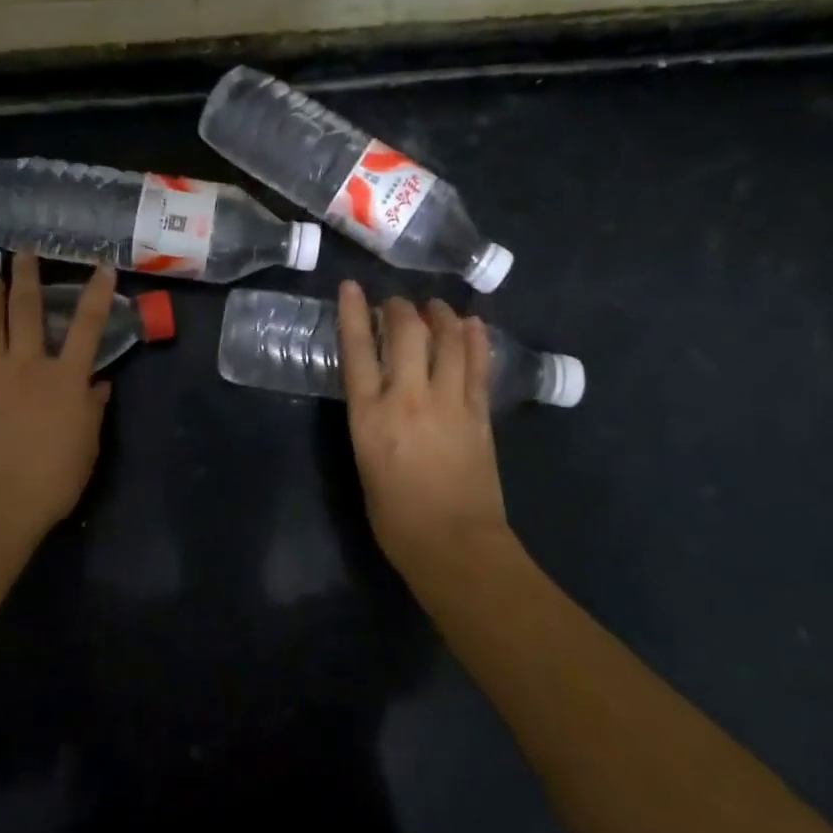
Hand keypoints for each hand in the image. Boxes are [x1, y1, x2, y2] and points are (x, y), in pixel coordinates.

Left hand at [0, 252, 115, 540]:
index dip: (98, 293)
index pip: (88, 325)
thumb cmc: (52, 478)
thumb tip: (99, 384)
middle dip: (27, 275)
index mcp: (65, 377)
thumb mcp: (88, 444)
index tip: (102, 266)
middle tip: (24, 251)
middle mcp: (27, 363)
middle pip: (27, 309)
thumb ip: (93, 408)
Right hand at [337, 280, 509, 570]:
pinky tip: (470, 325)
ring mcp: (448, 402)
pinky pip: (477, 365)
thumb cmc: (395, 516)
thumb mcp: (364, 460)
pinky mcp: (479, 413)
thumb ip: (371, 418)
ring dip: (440, 316)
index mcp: (370, 414)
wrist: (454, 545)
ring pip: (446, 340)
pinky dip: (473, 339)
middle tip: (398, 303)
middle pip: (406, 333)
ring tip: (435, 306)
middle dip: (400, 308)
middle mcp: (408, 397)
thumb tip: (380, 394)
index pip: (357, 349)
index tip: (353, 287)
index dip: (355, 313)